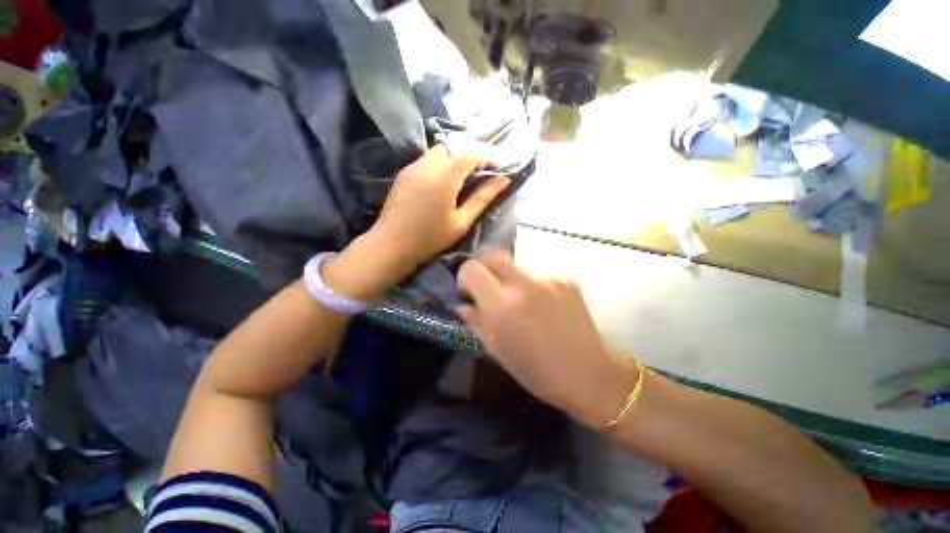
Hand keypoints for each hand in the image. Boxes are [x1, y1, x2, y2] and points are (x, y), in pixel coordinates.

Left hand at [371, 145, 509, 272]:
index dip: (488, 156)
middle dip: (471, 154)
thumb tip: (503, 180)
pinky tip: (444, 184)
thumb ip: (483, 198)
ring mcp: (412, 167)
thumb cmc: (430, 238)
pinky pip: (427, 160)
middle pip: (454, 146)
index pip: (470, 152)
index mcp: (444, 177)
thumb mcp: (461, 222)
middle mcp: (427, 165)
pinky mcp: (404, 173)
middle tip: (482, 173)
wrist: (391, 245)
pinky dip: (441, 164)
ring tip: (464, 179)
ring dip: (455, 158)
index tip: (499, 168)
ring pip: (439, 151)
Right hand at [455, 251, 638, 428]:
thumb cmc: (536, 370)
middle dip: (483, 268)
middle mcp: (524, 283)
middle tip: (487, 290)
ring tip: (519, 302)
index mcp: (503, 304)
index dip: (465, 277)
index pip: (471, 268)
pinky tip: (541, 306)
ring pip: (515, 265)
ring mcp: (548, 277)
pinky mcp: (566, 278)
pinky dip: (531, 285)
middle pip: (492, 255)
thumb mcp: (496, 349)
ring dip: (508, 278)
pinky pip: (537, 274)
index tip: (469, 292)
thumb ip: (475, 320)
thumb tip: (461, 303)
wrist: (588, 374)